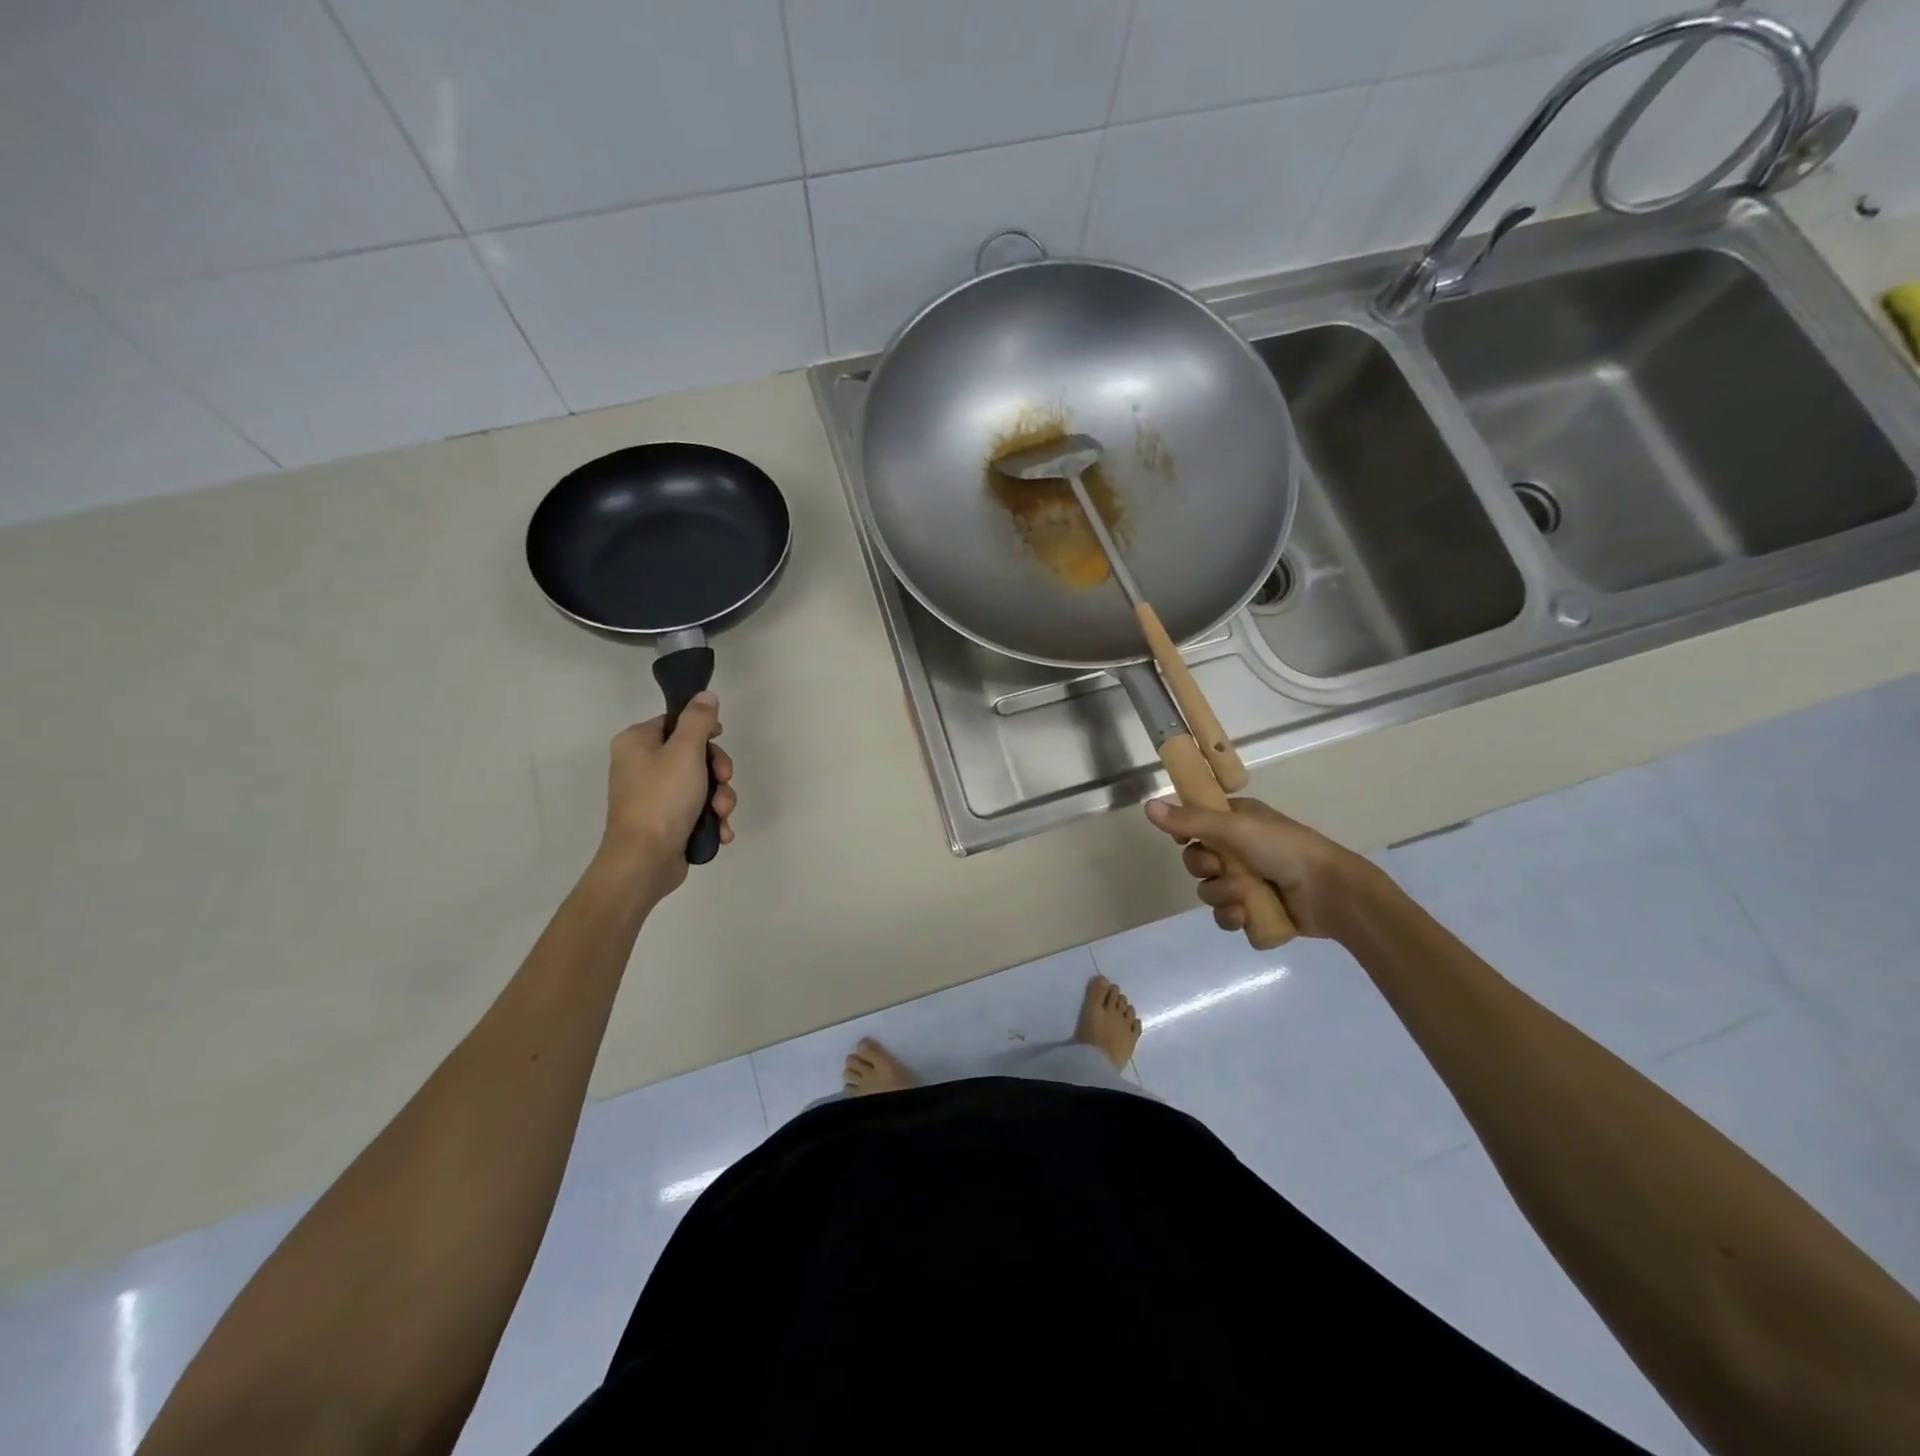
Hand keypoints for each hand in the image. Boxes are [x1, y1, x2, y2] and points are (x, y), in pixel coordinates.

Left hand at [598, 692, 735, 896]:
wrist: (645, 861)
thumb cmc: (662, 799)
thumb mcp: (686, 752)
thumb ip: (699, 720)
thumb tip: (706, 696)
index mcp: (637, 743)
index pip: (675, 722)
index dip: (703, 730)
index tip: (720, 739)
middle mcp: (641, 766)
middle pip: (694, 754)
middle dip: (718, 772)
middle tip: (723, 782)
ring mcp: (654, 796)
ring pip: (702, 784)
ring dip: (720, 798)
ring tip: (720, 814)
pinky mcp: (666, 822)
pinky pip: (697, 810)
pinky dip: (711, 819)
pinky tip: (719, 831)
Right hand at [1144, 795, 1374, 940]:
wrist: (1330, 892)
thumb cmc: (1284, 848)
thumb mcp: (1234, 827)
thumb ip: (1190, 820)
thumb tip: (1147, 805)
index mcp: (1236, 822)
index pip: (1195, 824)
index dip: (1185, 834)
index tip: (1184, 840)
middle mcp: (1239, 849)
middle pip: (1197, 861)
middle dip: (1205, 869)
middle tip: (1220, 868)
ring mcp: (1248, 881)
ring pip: (1209, 891)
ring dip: (1220, 895)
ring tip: (1243, 897)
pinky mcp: (1255, 910)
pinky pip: (1225, 916)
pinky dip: (1231, 917)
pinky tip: (1244, 916)